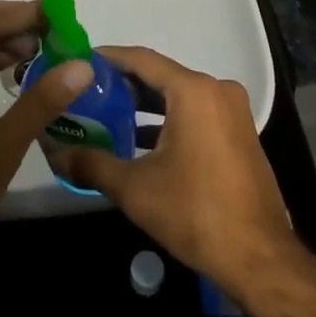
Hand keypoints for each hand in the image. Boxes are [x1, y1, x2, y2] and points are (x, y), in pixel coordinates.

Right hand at [56, 46, 299, 298]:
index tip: (81, 61)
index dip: (109, 58)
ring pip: (180, 96)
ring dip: (146, 105)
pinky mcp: (240, 134)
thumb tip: (57, 155)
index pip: (142, 60)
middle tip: (88, 93)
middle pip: (162, 76)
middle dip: (124, 84)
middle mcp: (217, 90)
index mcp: (193, 91)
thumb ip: (92, 165)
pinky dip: (169, 120)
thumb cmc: (194, 212)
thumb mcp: (135, 188)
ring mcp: (233, 112)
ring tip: (108, 115)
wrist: (258, 258)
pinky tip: (141, 141)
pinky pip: (197, 113)